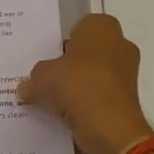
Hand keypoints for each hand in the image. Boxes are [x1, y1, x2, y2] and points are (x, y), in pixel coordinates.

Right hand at [17, 14, 153, 153]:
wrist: (110, 126)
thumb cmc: (77, 85)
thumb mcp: (42, 76)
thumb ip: (33, 79)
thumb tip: (25, 88)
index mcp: (102, 27)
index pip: (78, 28)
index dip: (61, 42)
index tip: (47, 58)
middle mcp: (120, 44)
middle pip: (87, 52)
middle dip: (70, 65)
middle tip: (46, 78)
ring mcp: (127, 72)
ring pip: (95, 75)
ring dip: (78, 86)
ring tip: (53, 99)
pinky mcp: (128, 99)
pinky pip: (100, 95)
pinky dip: (87, 103)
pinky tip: (67, 113)